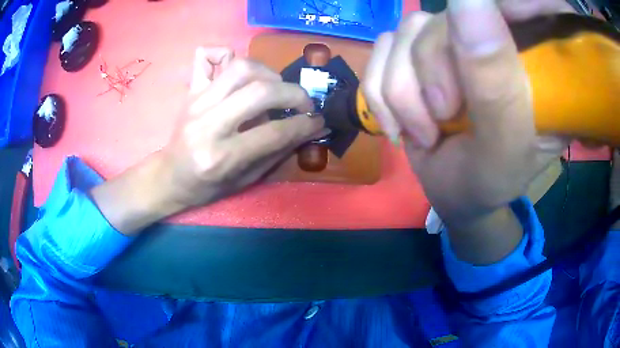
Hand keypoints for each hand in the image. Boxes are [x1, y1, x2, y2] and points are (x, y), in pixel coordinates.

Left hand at [163, 48, 326, 207]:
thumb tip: (308, 128)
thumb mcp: (246, 180)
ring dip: (270, 74)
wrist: (170, 176)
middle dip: (294, 94)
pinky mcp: (191, 91)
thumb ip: (277, 152)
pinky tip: (242, 72)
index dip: (304, 124)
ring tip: (277, 89)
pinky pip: (210, 56)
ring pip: (241, 68)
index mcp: (221, 157)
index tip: (318, 121)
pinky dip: (230, 55)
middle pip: (260, 92)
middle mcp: (207, 125)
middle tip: (304, 103)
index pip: (273, 132)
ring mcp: (196, 102)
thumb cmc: (207, 186)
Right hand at [364, 0, 570, 262]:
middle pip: (439, 21)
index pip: (509, 5)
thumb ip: (495, 81)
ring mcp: (448, 41)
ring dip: (400, 92)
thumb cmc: (493, 179)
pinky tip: (398, 124)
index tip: (464, 79)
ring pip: (403, 34)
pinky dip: (379, 93)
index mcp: (529, 54)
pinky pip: (379, 50)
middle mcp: (488, 37)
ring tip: (424, 132)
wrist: (458, 194)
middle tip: (441, 120)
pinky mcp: (415, 54)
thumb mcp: (505, 145)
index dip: (479, 16)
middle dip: (427, 75)